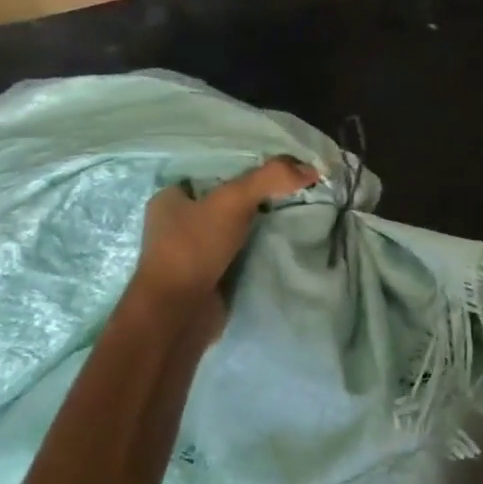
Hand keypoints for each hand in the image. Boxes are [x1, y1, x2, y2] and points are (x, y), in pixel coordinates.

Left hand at [135, 155, 318, 298]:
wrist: (178, 314)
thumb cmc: (194, 248)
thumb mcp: (233, 201)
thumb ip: (270, 178)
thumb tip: (313, 169)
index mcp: (169, 199)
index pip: (211, 173)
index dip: (244, 169)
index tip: (278, 171)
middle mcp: (176, 224)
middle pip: (226, 202)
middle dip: (257, 199)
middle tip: (293, 193)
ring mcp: (192, 254)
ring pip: (234, 230)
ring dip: (259, 226)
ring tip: (296, 215)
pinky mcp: (208, 278)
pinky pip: (239, 255)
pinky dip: (258, 251)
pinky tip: (283, 244)